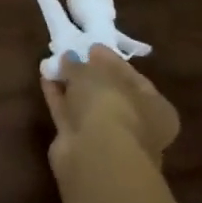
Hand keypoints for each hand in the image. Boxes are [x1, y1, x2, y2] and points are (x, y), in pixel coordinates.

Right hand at [41, 45, 179, 175]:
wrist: (95, 155)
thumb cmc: (111, 106)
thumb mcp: (96, 73)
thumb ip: (82, 64)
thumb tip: (72, 58)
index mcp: (156, 108)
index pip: (134, 78)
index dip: (111, 61)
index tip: (91, 47)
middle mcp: (137, 125)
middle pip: (110, 94)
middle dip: (90, 75)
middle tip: (71, 54)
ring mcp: (109, 138)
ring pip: (88, 106)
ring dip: (72, 86)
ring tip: (53, 63)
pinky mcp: (82, 145)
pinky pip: (69, 114)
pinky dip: (58, 97)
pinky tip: (45, 79)